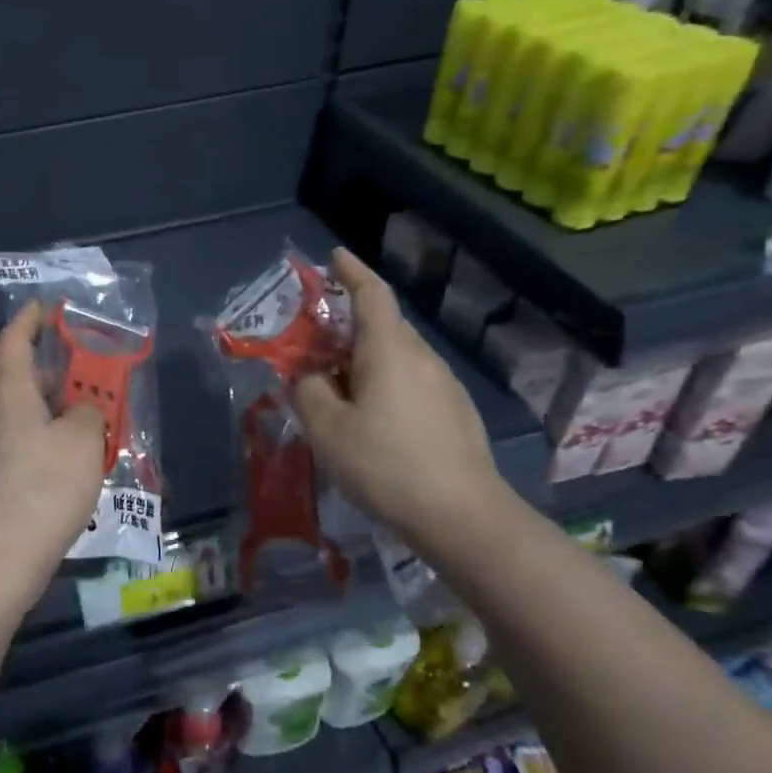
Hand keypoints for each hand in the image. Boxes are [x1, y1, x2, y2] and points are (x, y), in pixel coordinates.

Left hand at [0, 301, 107, 612]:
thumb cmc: (42, 489)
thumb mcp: (82, 441)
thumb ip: (88, 412)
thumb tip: (79, 412)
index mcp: (6, 392)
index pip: (14, 339)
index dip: (32, 318)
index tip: (49, 307)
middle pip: (19, 379)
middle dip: (55, 374)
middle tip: (91, 379)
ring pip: (18, 416)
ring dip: (51, 413)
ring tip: (88, 426)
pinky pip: (14, 446)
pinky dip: (40, 442)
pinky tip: (66, 468)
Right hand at [295, 248, 509, 546]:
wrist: (463, 517)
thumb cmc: (385, 464)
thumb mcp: (326, 428)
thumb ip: (308, 391)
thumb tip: (309, 376)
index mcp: (390, 350)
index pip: (372, 294)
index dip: (352, 271)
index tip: (334, 256)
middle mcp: (423, 358)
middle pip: (383, 326)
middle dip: (348, 326)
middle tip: (315, 346)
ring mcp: (445, 386)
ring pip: (397, 358)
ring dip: (365, 361)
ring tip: (337, 390)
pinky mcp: (456, 414)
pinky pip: (412, 383)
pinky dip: (385, 385)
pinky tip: (372, 422)